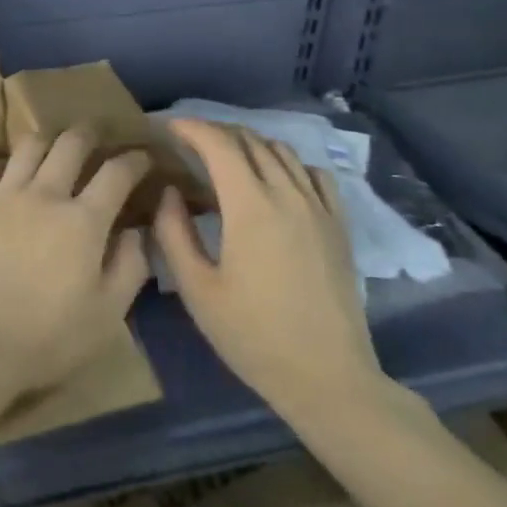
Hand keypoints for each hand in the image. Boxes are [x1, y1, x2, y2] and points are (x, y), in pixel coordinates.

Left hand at [0, 128, 151, 397]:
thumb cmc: (45, 338)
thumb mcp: (106, 316)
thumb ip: (129, 268)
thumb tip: (137, 232)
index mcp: (83, 221)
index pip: (116, 173)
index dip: (135, 160)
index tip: (144, 157)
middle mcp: (44, 195)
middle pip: (71, 144)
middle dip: (90, 134)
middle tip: (98, 136)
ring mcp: (3, 196)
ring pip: (29, 146)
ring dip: (48, 140)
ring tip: (54, 146)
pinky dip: (5, 164)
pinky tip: (9, 173)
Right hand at [153, 120, 387, 421]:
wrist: (329, 378)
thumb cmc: (254, 336)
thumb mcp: (197, 290)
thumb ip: (173, 233)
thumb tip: (169, 192)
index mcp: (250, 206)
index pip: (218, 144)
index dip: (191, 127)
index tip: (168, 127)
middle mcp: (287, 194)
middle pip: (250, 140)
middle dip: (216, 132)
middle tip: (189, 143)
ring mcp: (319, 207)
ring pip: (282, 151)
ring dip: (250, 144)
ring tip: (227, 158)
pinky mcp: (339, 225)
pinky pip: (314, 173)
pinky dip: (288, 163)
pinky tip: (276, 181)